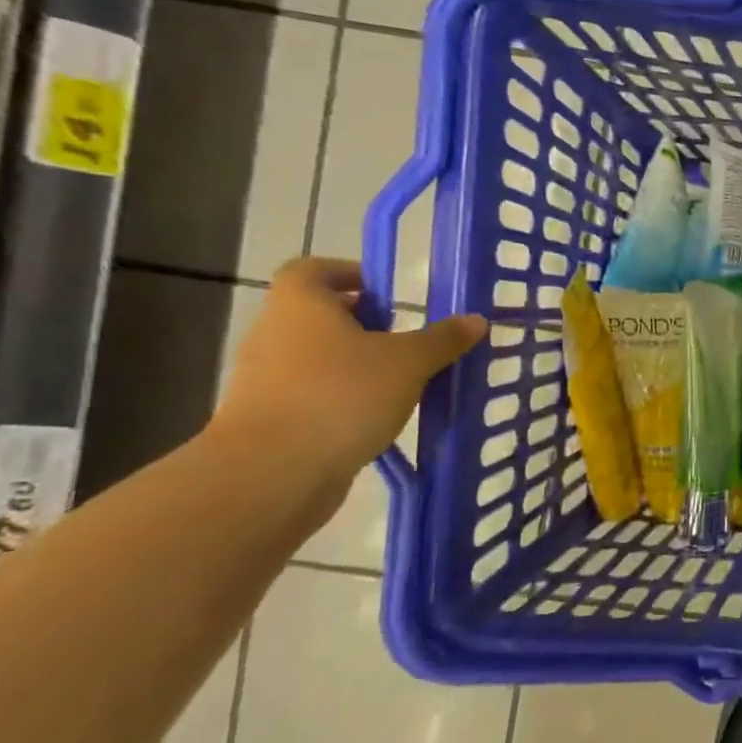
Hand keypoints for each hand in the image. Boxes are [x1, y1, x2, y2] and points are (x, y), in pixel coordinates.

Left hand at [209, 258, 485, 484]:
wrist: (272, 471)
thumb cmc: (341, 395)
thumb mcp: (409, 362)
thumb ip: (442, 339)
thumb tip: (476, 320)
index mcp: (301, 305)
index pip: (313, 270)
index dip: (347, 273)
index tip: (385, 291)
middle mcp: (274, 333)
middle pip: (316, 315)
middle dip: (362, 322)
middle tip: (406, 337)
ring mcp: (265, 378)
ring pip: (316, 357)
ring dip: (354, 362)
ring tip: (401, 380)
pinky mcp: (269, 418)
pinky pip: (311, 393)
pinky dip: (342, 397)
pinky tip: (377, 416)